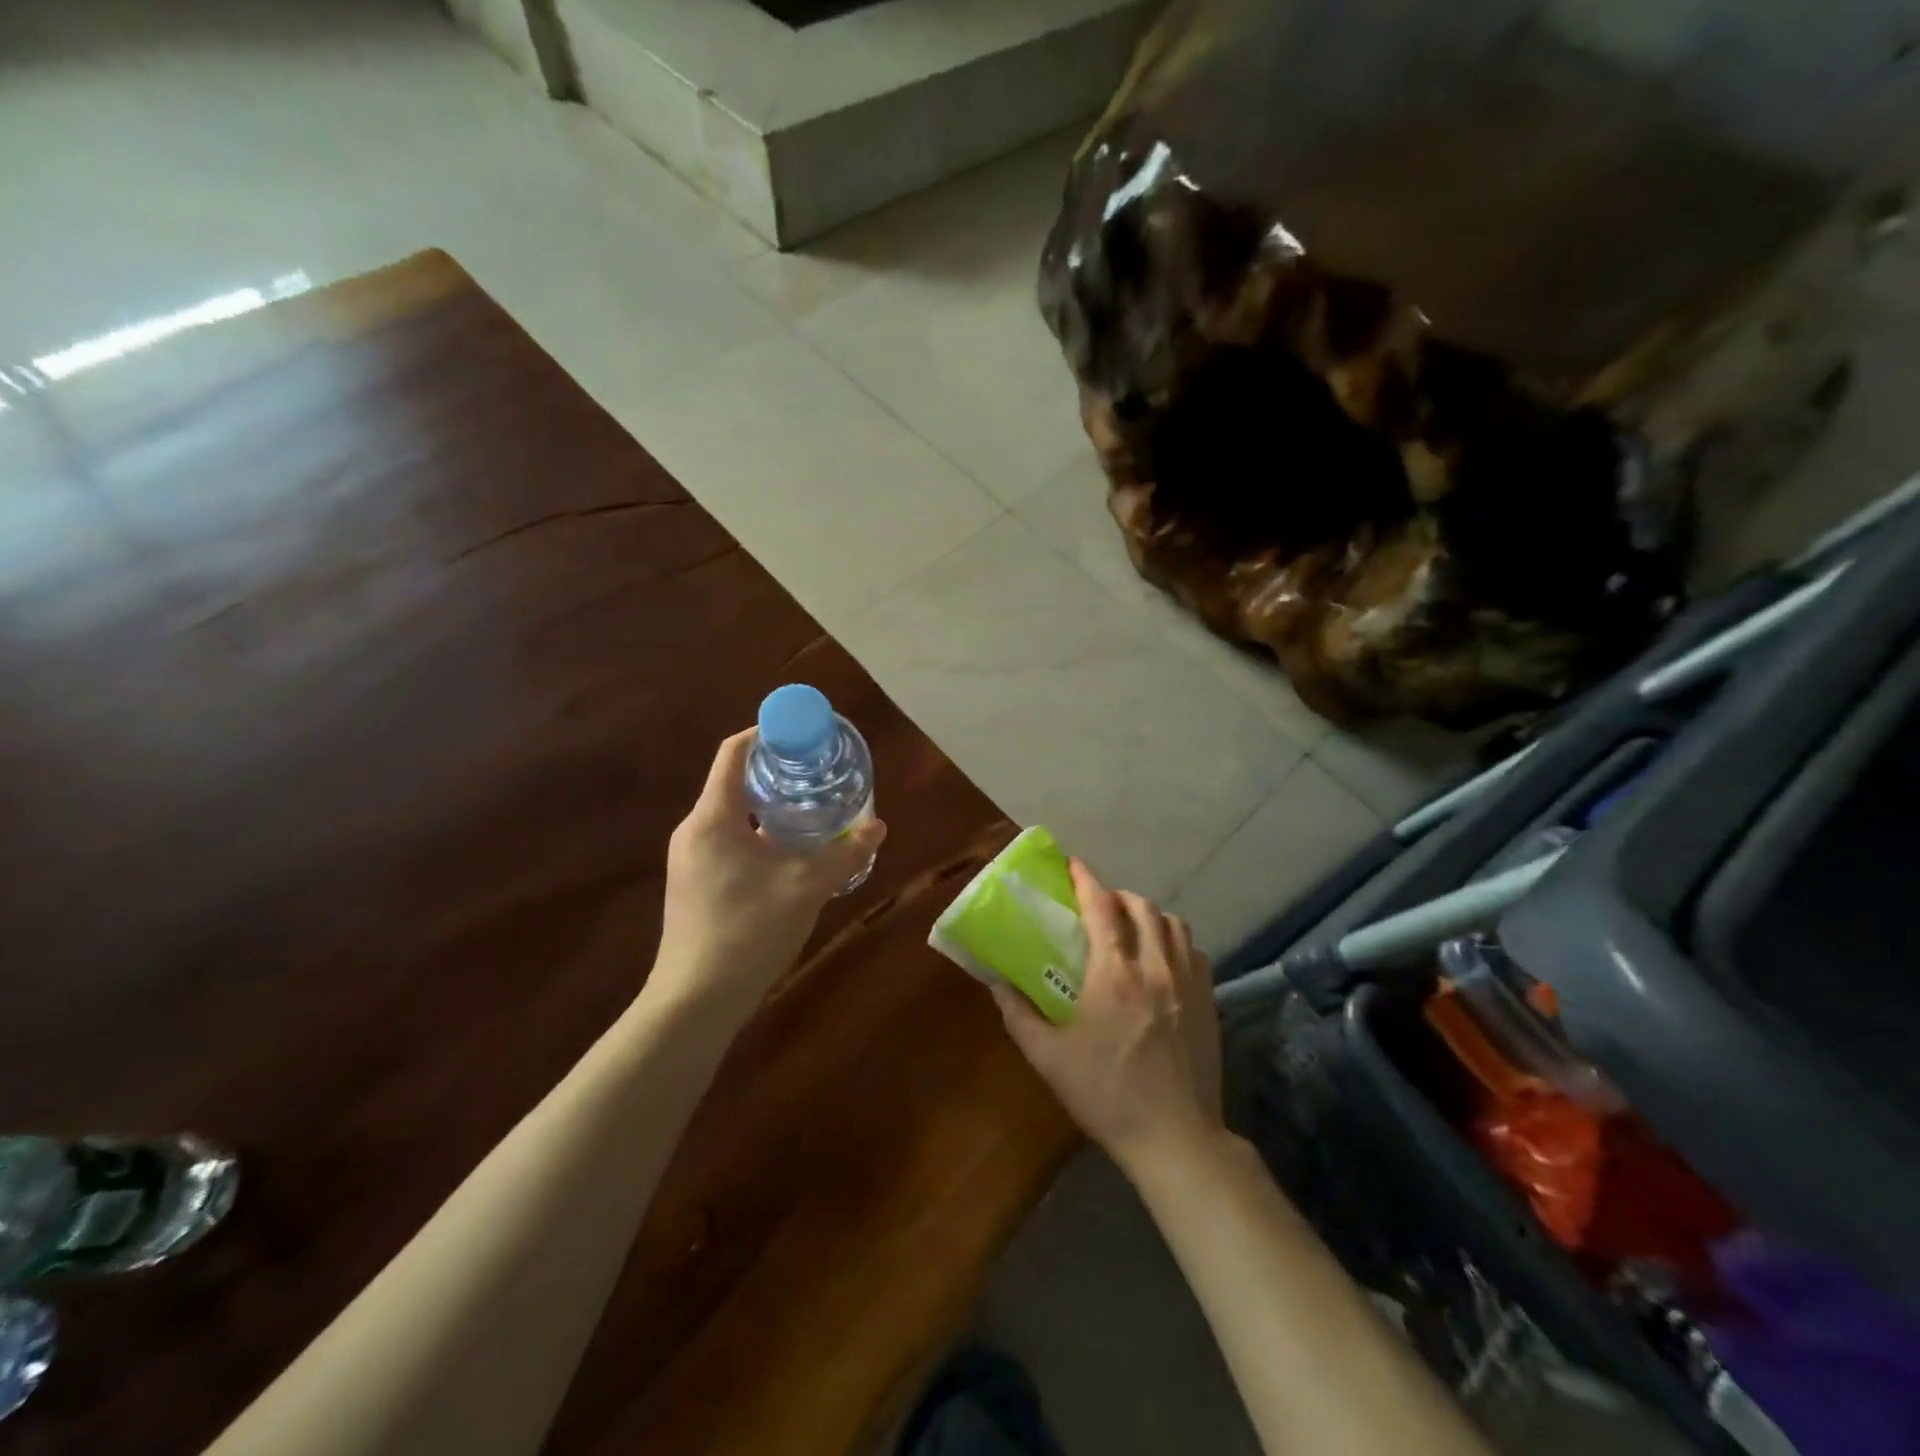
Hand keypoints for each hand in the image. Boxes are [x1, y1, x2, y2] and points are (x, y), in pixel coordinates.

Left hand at [650, 729, 885, 1016]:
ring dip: (770, 805)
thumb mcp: (805, 889)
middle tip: (819, 772)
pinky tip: (790, 852)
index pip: (734, 754)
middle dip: (777, 771)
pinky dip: (759, 832)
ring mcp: (690, 858)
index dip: (767, 734)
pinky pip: (729, 839)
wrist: (695, 1001)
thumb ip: (844, 855)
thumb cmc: (746, 933)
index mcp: (712, 818)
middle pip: (734, 781)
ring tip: (813, 808)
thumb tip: (878, 827)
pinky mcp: (694, 882)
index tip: (804, 734)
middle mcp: (694, 830)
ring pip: (733, 814)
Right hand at [991, 860, 1222, 1173]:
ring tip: (1133, 928)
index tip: (1072, 864)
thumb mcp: (1048, 1058)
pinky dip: (1177, 942)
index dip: (1086, 879)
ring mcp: (1188, 984)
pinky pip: (1196, 952)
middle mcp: (1155, 968)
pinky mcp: (1209, 1003)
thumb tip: (994, 981)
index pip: (1101, 908)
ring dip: (1150, 915)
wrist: (1175, 1138)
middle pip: (1142, 907)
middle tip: (1099, 905)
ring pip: (1175, 924)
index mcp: (1114, 975)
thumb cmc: (1106, 1095)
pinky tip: (1164, 960)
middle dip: (1118, 895)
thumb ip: (1018, 1013)